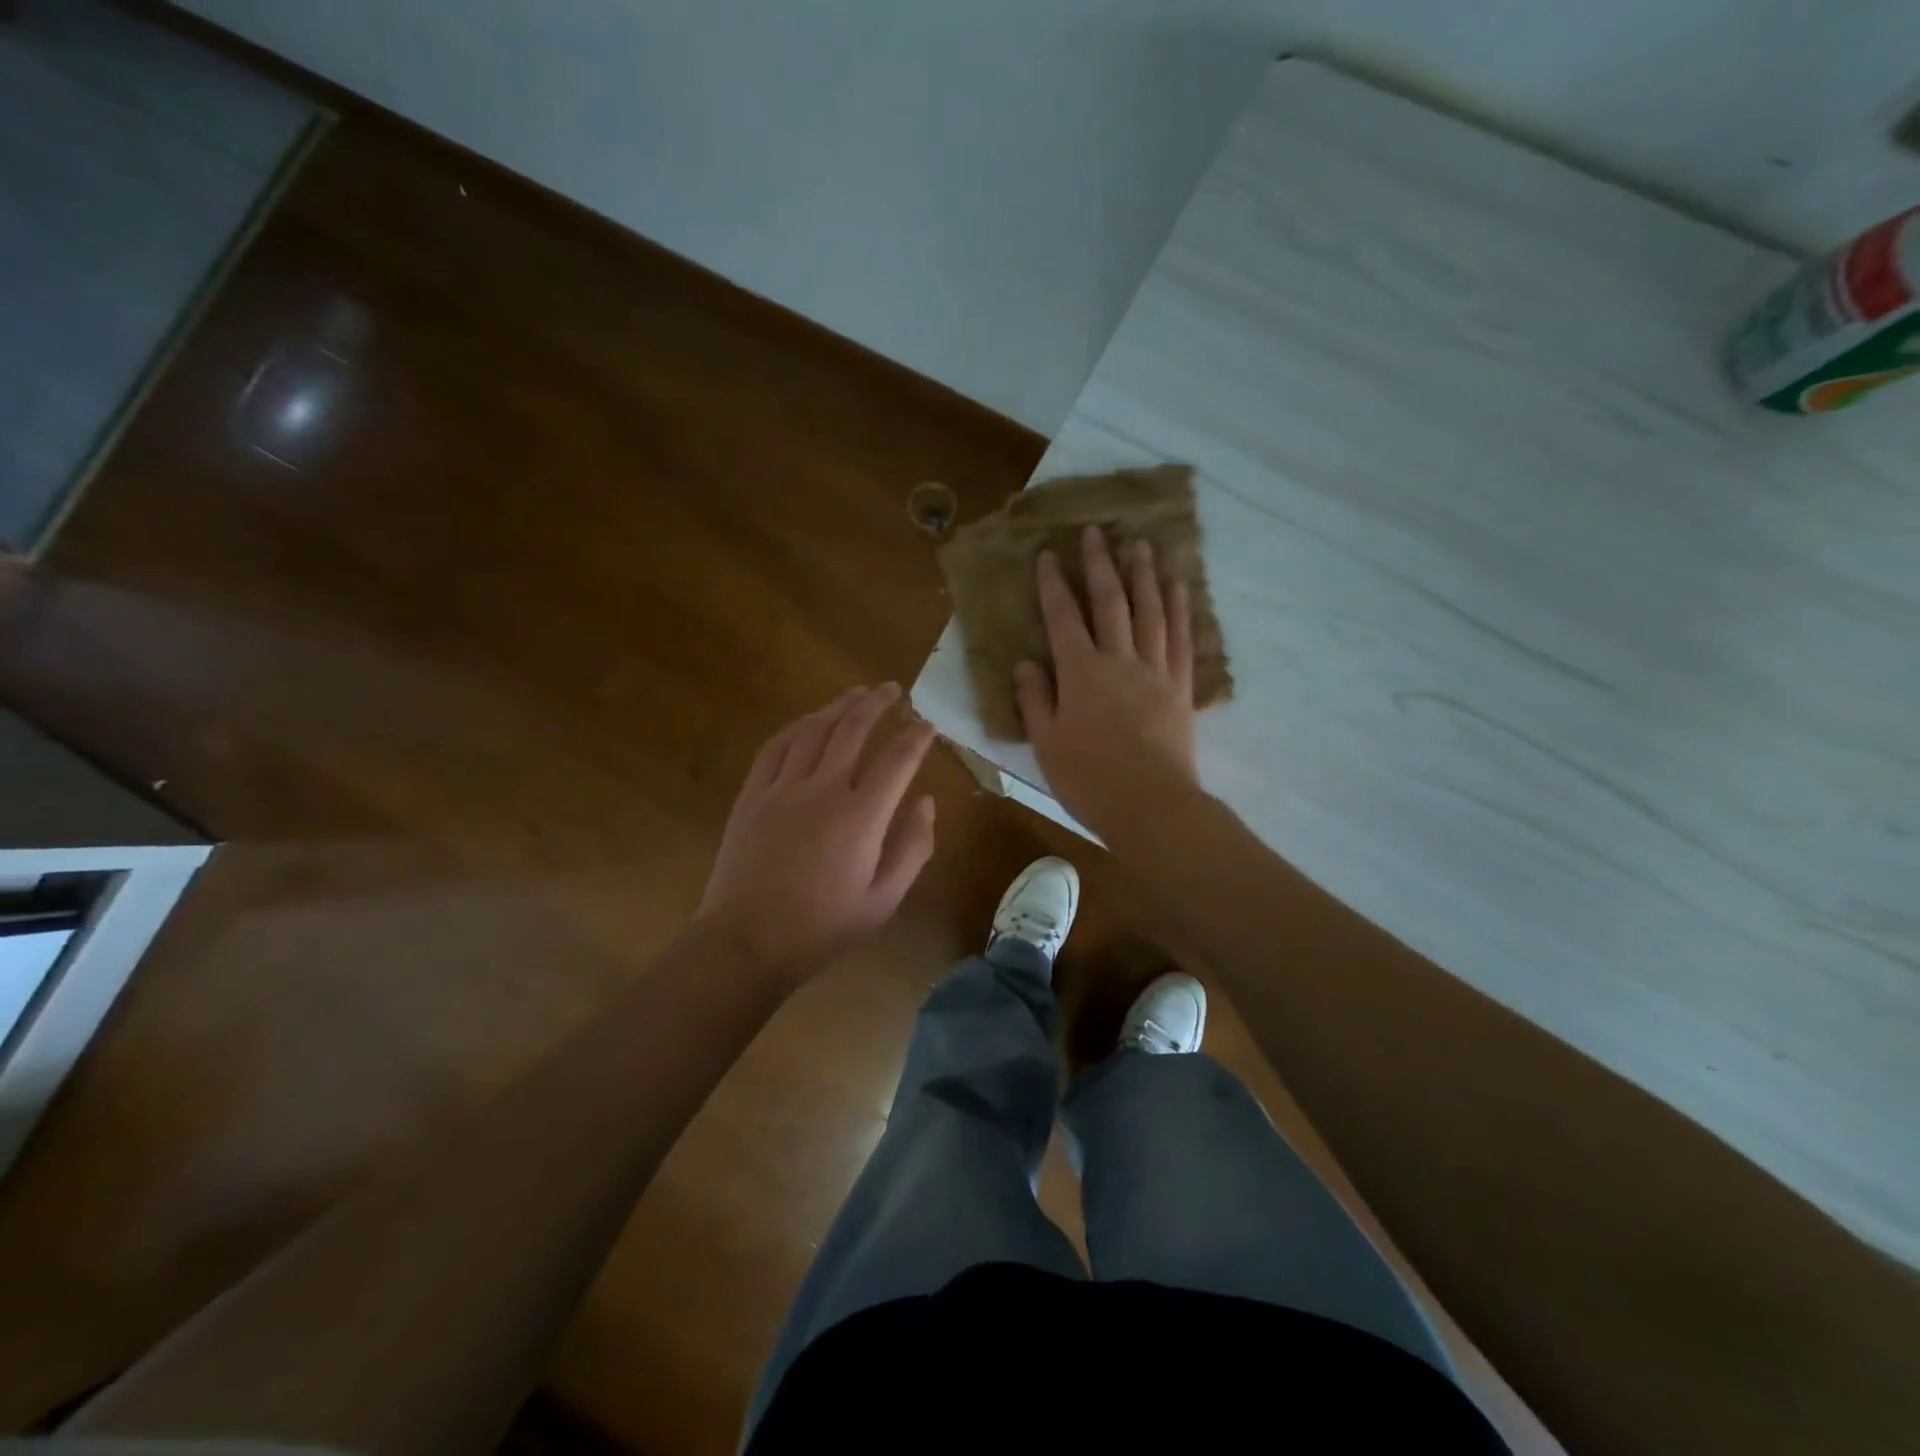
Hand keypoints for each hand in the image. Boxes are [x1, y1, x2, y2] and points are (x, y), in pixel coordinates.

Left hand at [695, 684, 937, 984]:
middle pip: (854, 730)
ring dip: (839, 706)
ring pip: (814, 730)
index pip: (897, 760)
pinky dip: (796, 727)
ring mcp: (782, 788)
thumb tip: (926, 802)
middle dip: (878, 704)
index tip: (928, 724)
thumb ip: (913, 848)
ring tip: (857, 693)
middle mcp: (823, 790)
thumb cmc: (822, 928)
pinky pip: (775, 747)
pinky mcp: (752, 795)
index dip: (917, 737)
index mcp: (861, 817)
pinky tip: (808, 721)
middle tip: (894, 689)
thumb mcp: (884, 900)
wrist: (747, 942)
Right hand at [1014, 525, 1199, 835]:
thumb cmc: (1089, 778)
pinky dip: (1180, 609)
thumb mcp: (1047, 743)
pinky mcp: (1180, 687)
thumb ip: (1035, 699)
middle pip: (1110, 601)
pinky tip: (1179, 588)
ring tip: (1141, 544)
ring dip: (1144, 575)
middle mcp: (1119, 659)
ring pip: (1150, 611)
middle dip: (1100, 564)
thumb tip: (1026, 663)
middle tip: (1096, 531)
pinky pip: (1180, 638)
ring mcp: (1154, 670)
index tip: (1048, 554)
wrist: (1151, 805)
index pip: (1063, 617)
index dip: (1053, 584)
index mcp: (1080, 672)